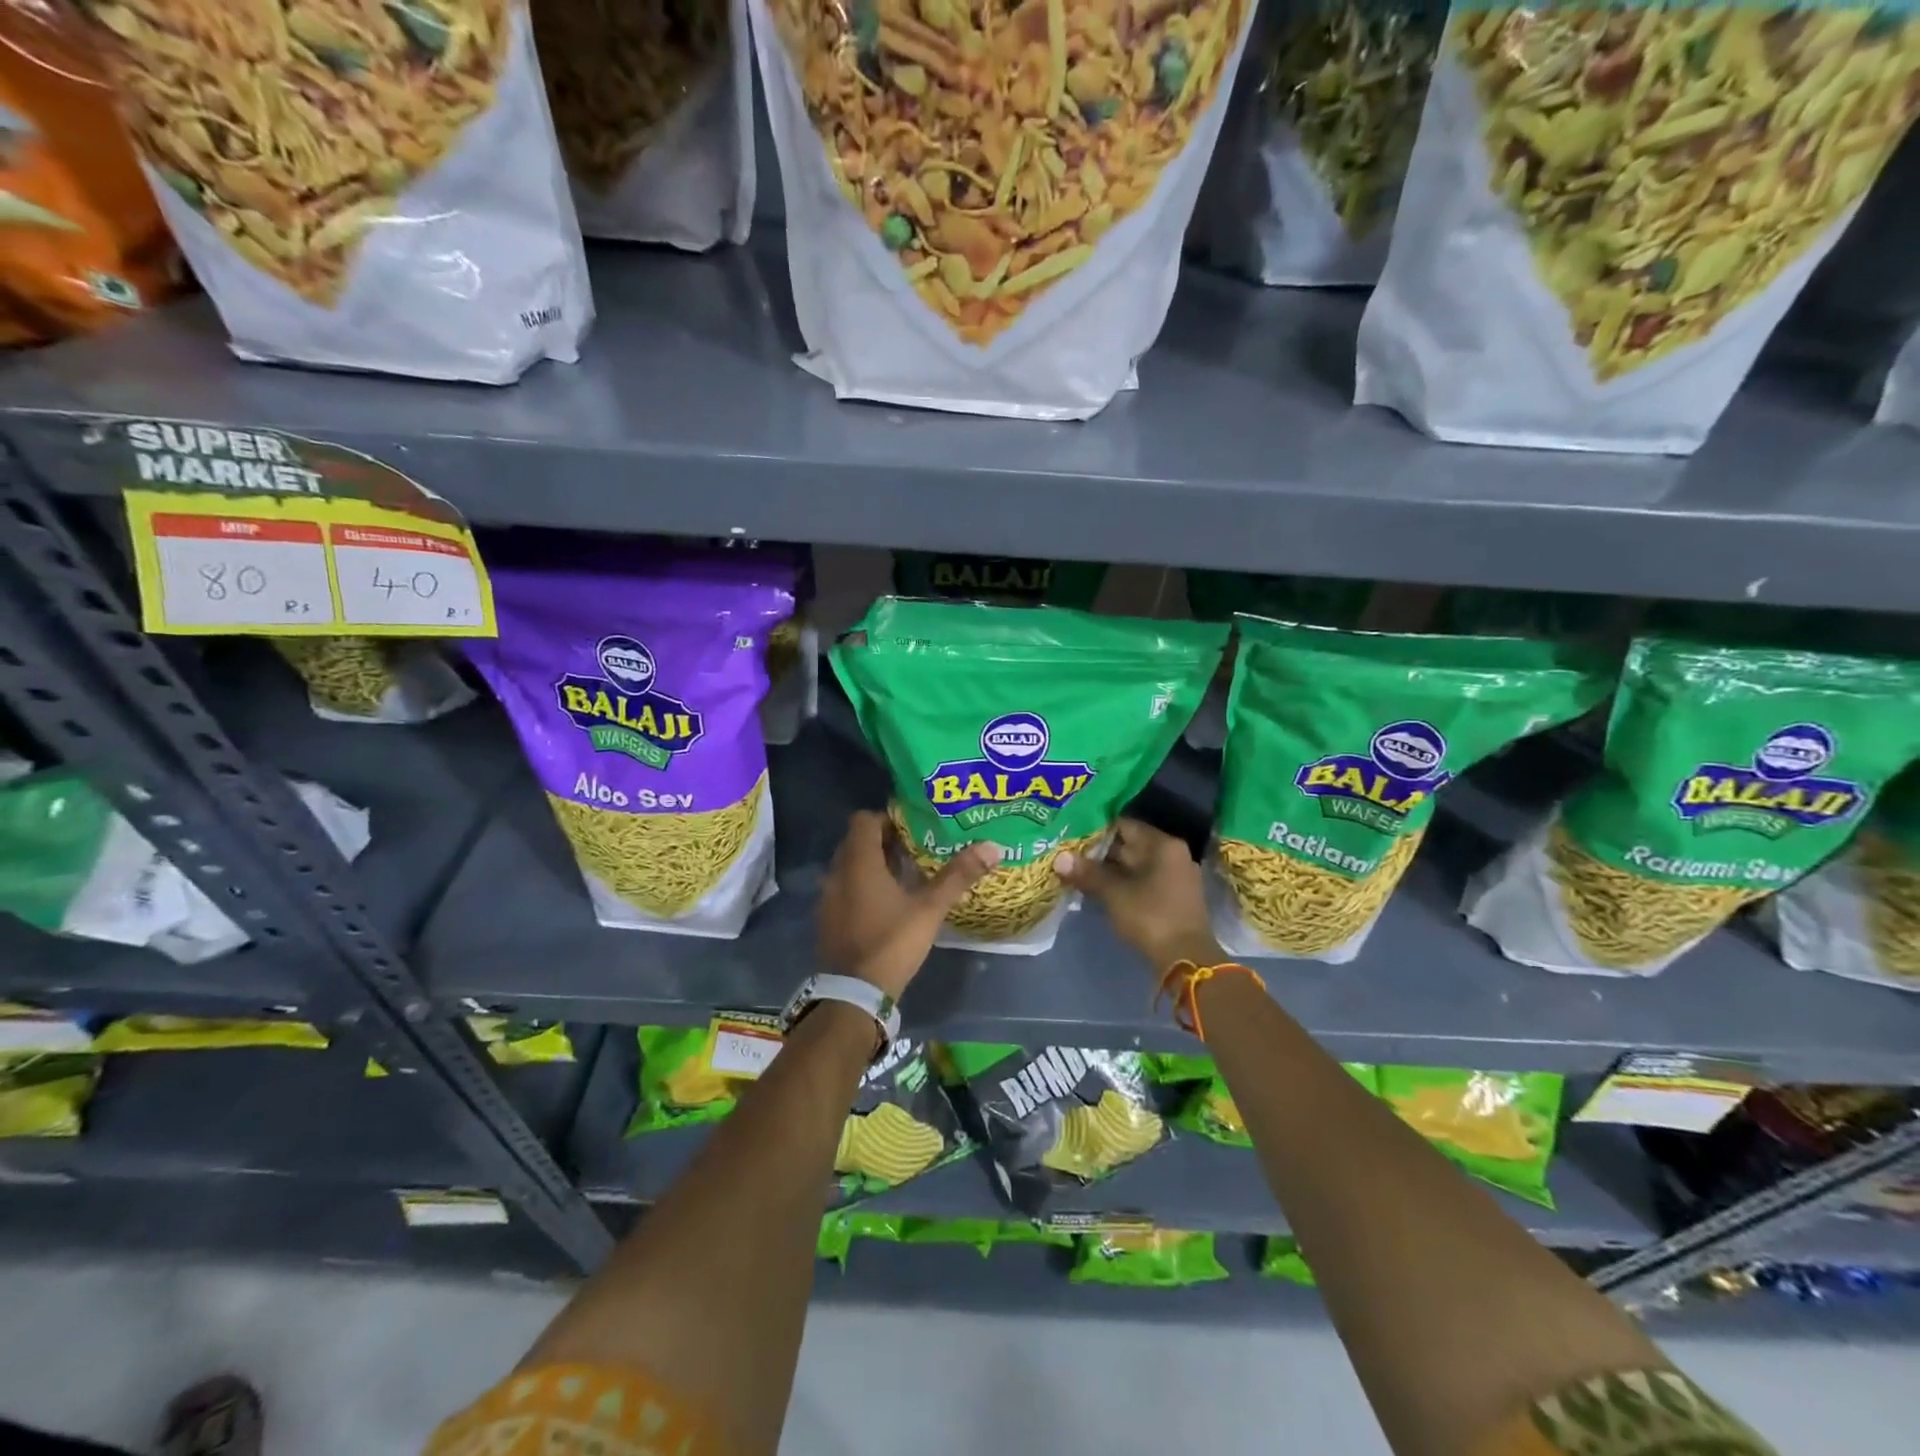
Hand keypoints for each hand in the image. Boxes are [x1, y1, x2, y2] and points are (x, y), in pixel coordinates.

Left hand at [817, 811, 999, 999]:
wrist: (854, 993)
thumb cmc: (892, 942)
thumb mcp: (929, 909)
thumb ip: (958, 876)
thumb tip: (992, 846)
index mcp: (859, 862)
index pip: (864, 820)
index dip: (887, 818)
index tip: (913, 826)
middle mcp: (837, 873)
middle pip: (857, 841)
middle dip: (884, 840)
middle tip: (916, 847)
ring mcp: (829, 897)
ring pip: (850, 866)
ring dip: (873, 864)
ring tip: (906, 872)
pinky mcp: (828, 918)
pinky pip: (845, 887)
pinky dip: (863, 885)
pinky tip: (888, 901)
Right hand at [1055, 818, 1224, 975]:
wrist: (1186, 960)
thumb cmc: (1151, 917)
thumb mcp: (1114, 894)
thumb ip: (1087, 873)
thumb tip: (1059, 858)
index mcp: (1162, 845)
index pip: (1124, 825)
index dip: (1096, 829)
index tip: (1071, 834)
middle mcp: (1172, 854)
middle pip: (1129, 845)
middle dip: (1099, 851)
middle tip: (1068, 852)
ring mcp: (1175, 877)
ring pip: (1134, 866)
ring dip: (1108, 870)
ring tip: (1076, 871)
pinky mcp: (1172, 897)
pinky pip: (1141, 881)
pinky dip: (1121, 883)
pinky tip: (1097, 889)